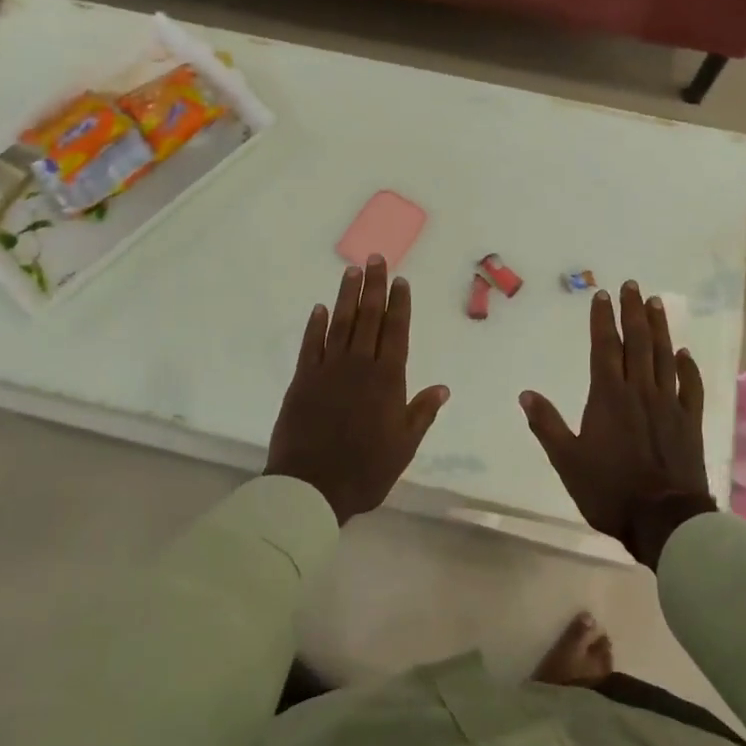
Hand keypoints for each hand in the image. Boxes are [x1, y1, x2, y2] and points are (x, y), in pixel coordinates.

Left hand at [266, 256, 448, 524]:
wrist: (312, 486)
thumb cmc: (366, 470)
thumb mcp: (404, 446)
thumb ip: (422, 412)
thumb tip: (443, 387)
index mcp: (387, 380)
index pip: (396, 332)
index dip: (399, 304)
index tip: (400, 280)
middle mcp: (359, 366)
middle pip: (368, 318)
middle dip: (374, 286)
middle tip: (375, 258)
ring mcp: (328, 370)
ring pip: (340, 323)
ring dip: (346, 296)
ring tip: (352, 271)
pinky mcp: (303, 380)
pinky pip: (310, 345)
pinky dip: (315, 325)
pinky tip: (319, 308)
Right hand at [520, 281, 715, 567]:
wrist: (664, 520)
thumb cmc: (609, 490)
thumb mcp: (567, 460)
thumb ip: (547, 425)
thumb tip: (526, 394)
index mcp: (608, 397)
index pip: (605, 348)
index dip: (603, 321)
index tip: (603, 296)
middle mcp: (639, 392)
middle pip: (637, 343)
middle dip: (633, 312)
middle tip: (633, 286)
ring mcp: (669, 405)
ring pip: (664, 357)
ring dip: (660, 328)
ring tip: (657, 303)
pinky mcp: (690, 422)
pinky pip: (690, 387)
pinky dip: (687, 367)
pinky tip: (684, 352)